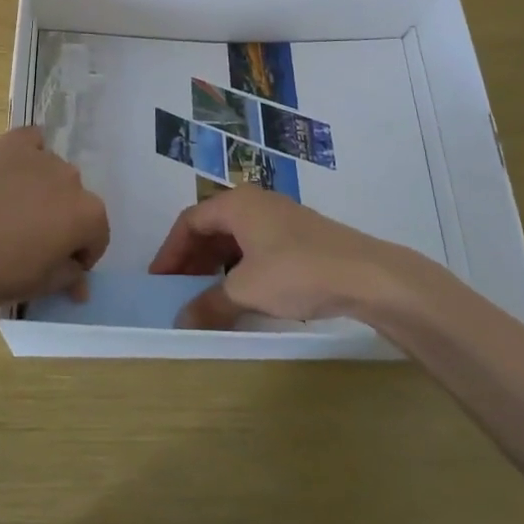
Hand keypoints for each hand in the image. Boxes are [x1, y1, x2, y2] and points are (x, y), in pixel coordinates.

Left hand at [0, 128, 109, 313]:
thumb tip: (81, 284)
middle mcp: (73, 178)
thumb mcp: (44, 285)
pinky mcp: (13, 142)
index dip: (82, 253)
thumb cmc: (2, 273)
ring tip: (13, 208)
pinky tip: (12, 170)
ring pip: (53, 172)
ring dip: (44, 188)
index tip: (62, 264)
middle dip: (62, 218)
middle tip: (34, 238)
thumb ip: (70, 277)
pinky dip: (28, 152)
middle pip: (75, 200)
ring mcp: (43, 156)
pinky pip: (31, 141)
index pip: (97, 234)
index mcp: (88, 214)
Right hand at [148, 187, 408, 329]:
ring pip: (234, 239)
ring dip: (215, 266)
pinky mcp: (298, 237)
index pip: (190, 221)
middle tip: (178, 291)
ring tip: (206, 297)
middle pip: (211, 227)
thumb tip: (180, 320)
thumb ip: (210, 304)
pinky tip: (241, 295)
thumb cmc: (296, 271)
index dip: (170, 251)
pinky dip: (239, 269)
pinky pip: (255, 248)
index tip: (158, 280)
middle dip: (192, 259)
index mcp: (236, 203)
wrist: (364, 274)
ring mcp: (279, 218)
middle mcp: (254, 203)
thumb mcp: (246, 290)